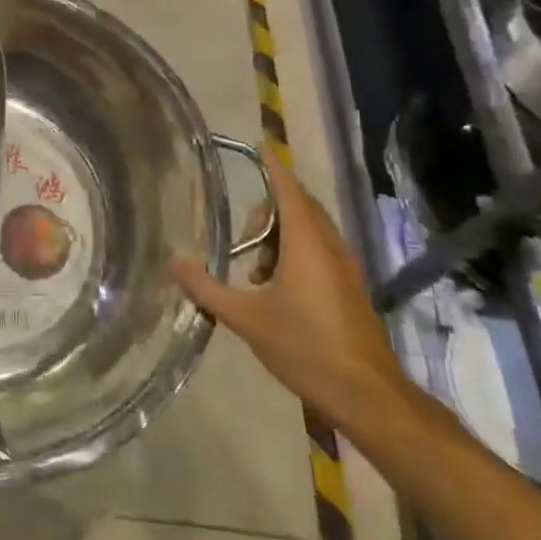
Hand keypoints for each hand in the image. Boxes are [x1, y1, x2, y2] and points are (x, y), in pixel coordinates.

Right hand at [171, 160, 407, 429]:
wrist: (366, 394)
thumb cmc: (305, 347)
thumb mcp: (246, 318)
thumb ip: (207, 288)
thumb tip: (174, 262)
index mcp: (307, 243)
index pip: (288, 189)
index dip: (272, 166)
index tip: (259, 145)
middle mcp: (330, 246)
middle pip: (299, 207)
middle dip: (268, 210)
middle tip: (240, 236)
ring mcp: (345, 267)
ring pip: (310, 231)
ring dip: (280, 236)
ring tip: (254, 271)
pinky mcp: (350, 288)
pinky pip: (319, 251)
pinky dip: (295, 254)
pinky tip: (275, 289)